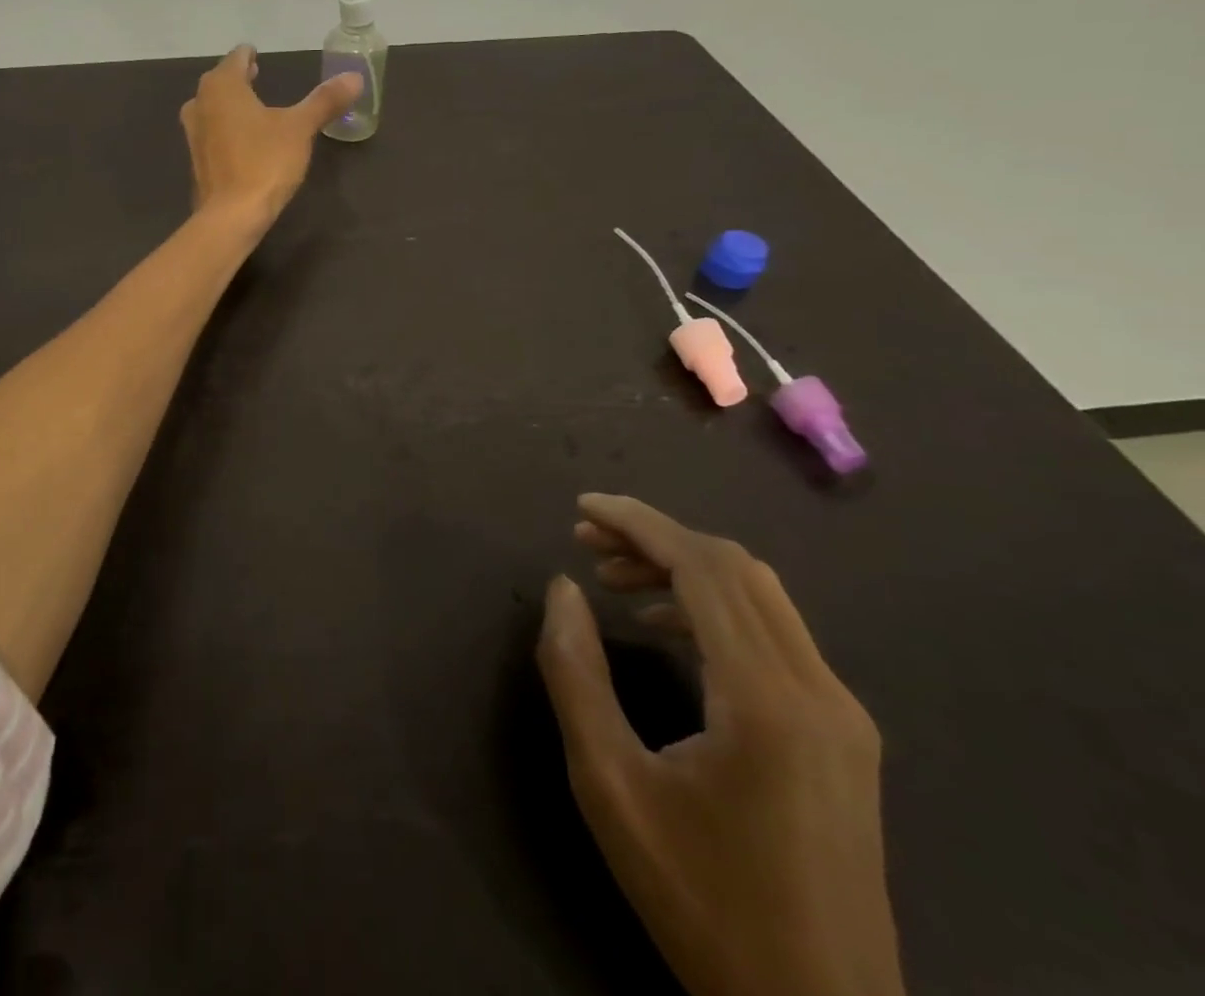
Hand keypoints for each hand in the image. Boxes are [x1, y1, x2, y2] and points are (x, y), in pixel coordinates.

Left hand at [179, 46, 361, 232]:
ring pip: (212, 108)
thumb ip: (324, 101)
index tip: (256, 53)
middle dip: (238, 78)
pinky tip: (242, 139)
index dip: (248, 55)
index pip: (236, 59)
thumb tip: (354, 77)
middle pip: (220, 82)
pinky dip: (226, 128)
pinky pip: (212, 133)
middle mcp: (200, 103)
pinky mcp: (197, 160)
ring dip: (229, 104)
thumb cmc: (264, 162)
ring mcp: (194, 134)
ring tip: (251, 106)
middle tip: (255, 74)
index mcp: (222, 86)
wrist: (231, 215)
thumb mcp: (300, 129)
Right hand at [538, 494, 903, 995]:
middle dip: (656, 538)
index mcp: (767, 700)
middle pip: (736, 570)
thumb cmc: (701, 900)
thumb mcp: (610, 786)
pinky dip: (714, 606)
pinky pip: (776, 634)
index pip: (704, 568)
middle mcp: (820, 691)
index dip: (639, 524)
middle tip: (587, 540)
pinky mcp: (844, 735)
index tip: (582, 507)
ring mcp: (842, 713)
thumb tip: (564, 588)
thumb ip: (576, 674)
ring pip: (760, 596)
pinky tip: (667, 625)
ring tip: (614, 576)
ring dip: (685, 568)